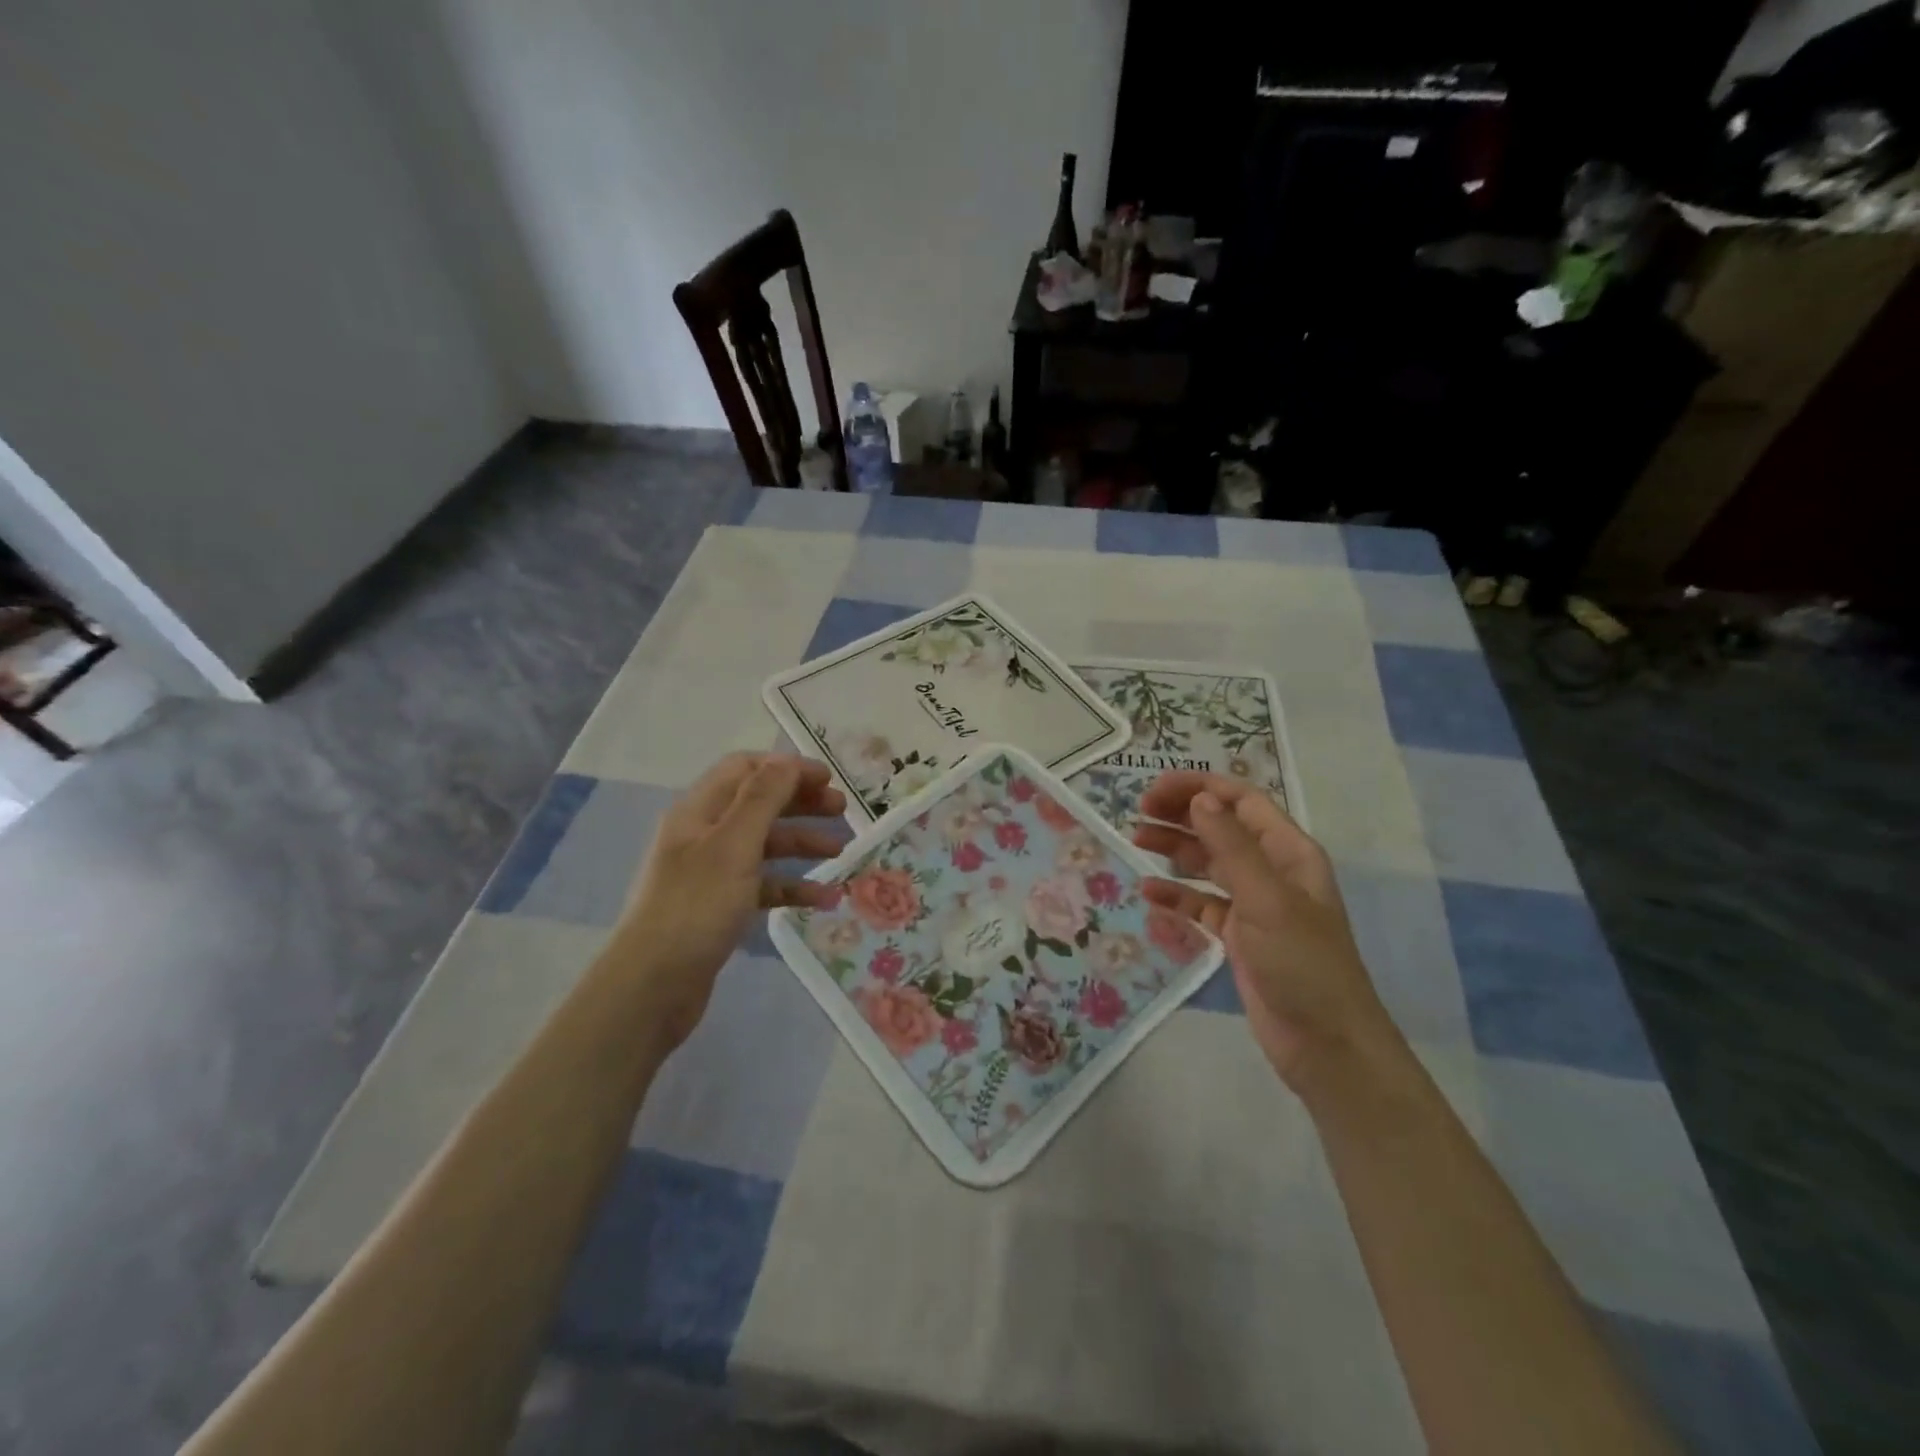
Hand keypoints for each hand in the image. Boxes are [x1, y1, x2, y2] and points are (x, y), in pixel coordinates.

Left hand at [614, 753, 844, 1048]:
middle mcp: (704, 835)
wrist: (654, 986)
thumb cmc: (696, 906)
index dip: (787, 768)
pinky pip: (764, 886)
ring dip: (803, 843)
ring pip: (765, 845)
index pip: (745, 769)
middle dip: (801, 803)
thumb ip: (763, 797)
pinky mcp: (721, 907)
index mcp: (699, 811)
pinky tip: (825, 899)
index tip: (829, 778)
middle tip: (843, 812)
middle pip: (759, 804)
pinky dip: (793, 887)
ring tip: (842, 852)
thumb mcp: (734, 844)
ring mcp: (711, 873)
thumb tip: (788, 759)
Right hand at [1133, 773, 1399, 1093]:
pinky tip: (1149, 894)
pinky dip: (1177, 895)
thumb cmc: (1302, 963)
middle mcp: (1271, 870)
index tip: (1154, 791)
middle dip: (1181, 815)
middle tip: (1137, 815)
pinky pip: (1202, 903)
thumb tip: (1199, 799)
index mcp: (1288, 852)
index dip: (1198, 788)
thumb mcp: (1267, 899)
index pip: (1240, 800)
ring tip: (1136, 843)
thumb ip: (1231, 846)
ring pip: (1208, 863)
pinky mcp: (1239, 936)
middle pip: (1220, 827)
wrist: (1325, 1044)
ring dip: (1174, 850)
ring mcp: (1254, 904)